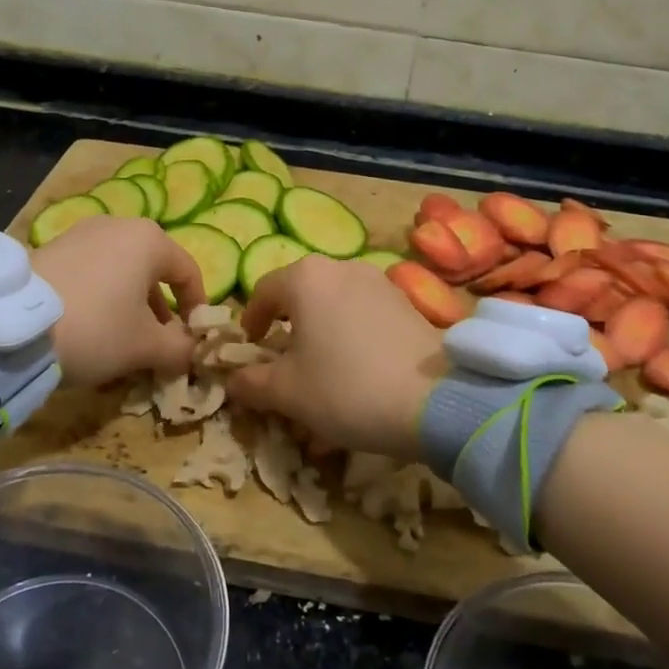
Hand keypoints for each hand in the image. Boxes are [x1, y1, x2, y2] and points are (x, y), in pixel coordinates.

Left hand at [30, 218, 204, 387]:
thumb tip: (191, 351)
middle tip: (158, 344)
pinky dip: (101, 297)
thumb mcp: (145, 346)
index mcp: (149, 239)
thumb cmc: (96, 328)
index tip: (193, 338)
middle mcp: (118, 225)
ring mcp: (81, 233)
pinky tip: (89, 328)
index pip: (188, 271)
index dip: (197, 307)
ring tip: (122, 341)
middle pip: (152, 270)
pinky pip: (91, 272)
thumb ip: (180, 348)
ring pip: (120, 271)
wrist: (13, 326)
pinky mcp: (52, 248)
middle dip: (160, 309)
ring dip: (130, 305)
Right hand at [227, 256, 444, 457]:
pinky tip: (357, 371)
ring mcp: (377, 281)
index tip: (250, 348)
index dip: (250, 321)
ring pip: (333, 303)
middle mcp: (340, 267)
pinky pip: (362, 314)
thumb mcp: (287, 392)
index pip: (262, 291)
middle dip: (287, 326)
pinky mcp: (405, 302)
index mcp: (305, 278)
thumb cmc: (346, 388)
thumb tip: (232, 379)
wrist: (435, 401)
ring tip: (321, 369)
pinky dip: (349, 335)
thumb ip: (251, 382)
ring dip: (319, 331)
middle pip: (300, 294)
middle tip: (283, 360)